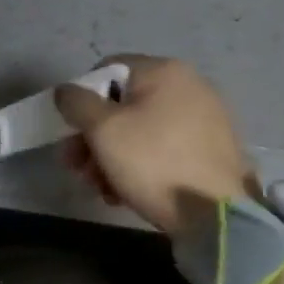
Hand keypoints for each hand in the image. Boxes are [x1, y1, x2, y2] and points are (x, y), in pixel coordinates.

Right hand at [54, 55, 256, 237]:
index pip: (106, 69)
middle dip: (92, 137)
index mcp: (163, 71)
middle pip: (121, 104)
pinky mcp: (210, 149)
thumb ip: (76, 102)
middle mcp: (188, 86)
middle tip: (77, 167)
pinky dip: (139, 165)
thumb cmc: (153, 162)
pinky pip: (162, 148)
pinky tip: (125, 192)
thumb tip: (66, 91)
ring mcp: (204, 118)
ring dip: (110, 156)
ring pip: (139, 130)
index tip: (71, 130)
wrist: (217, 215)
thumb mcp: (102, 129)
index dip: (81, 97)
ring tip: (100, 188)